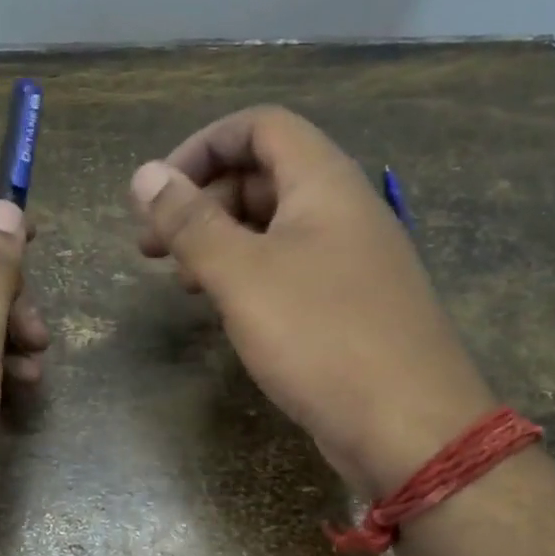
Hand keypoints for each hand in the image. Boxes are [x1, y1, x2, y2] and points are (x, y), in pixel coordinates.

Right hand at [131, 106, 493, 497]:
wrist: (409, 429)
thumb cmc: (322, 337)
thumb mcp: (242, 275)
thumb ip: (190, 222)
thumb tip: (145, 175)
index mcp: (324, 183)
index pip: (259, 126)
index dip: (202, 146)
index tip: (158, 193)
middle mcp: (341, 210)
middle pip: (262, 174)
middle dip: (201, 200)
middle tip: (153, 247)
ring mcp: (348, 259)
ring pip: (272, 226)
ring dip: (219, 241)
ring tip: (181, 281)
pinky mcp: (347, 304)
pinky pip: (288, 268)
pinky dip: (247, 275)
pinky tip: (223, 308)